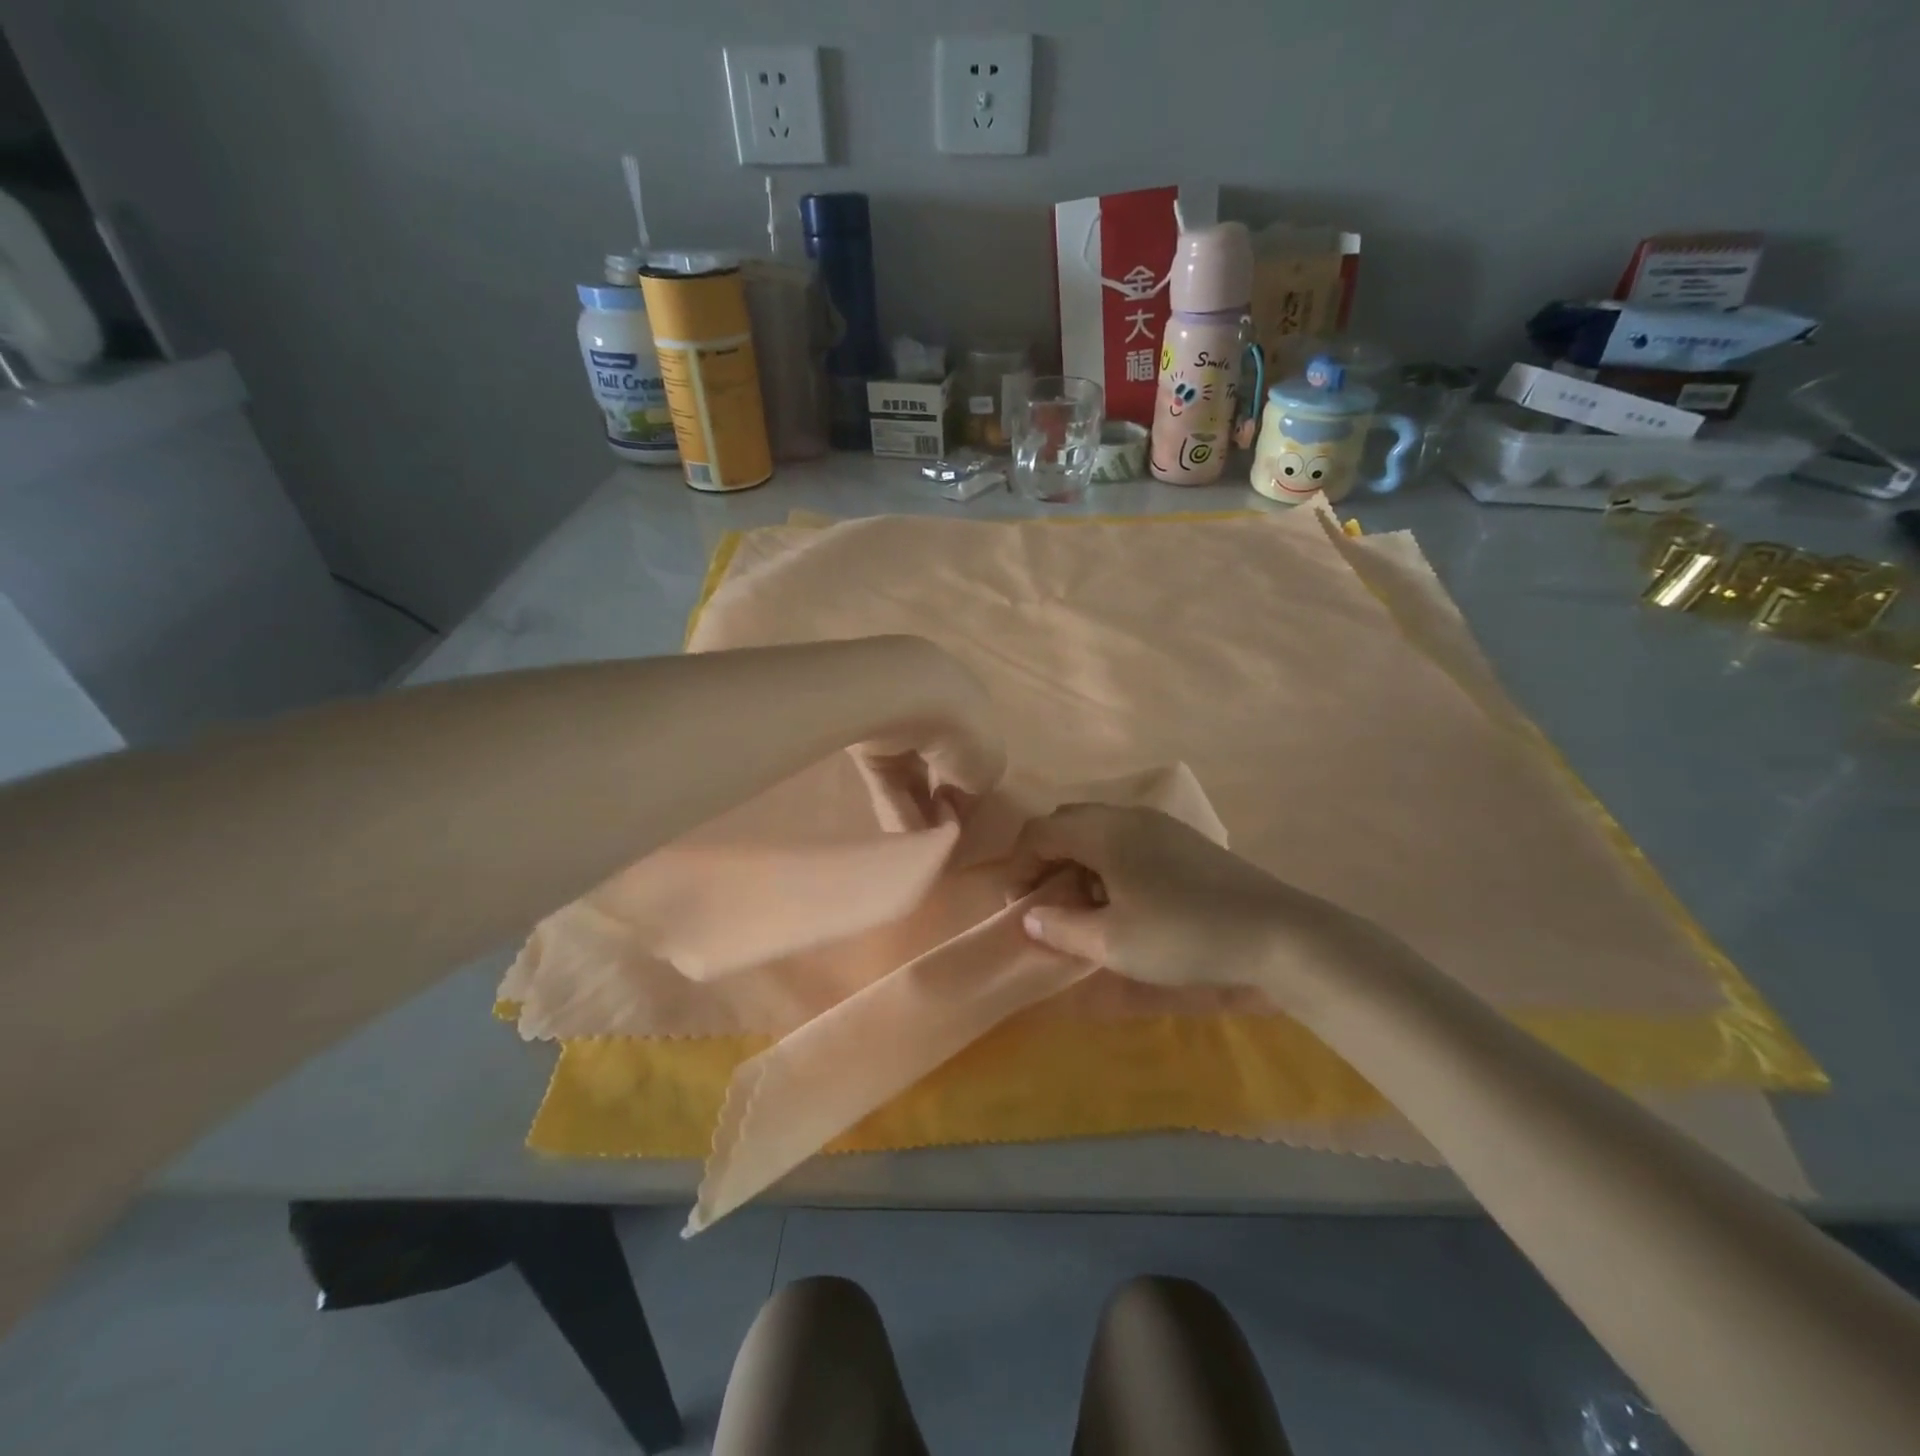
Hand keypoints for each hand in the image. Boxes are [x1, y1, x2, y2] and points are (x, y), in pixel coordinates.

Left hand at [848, 637, 1005, 830]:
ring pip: (911, 779)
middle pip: (939, 767)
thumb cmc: (963, 733)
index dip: (970, 789)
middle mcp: (936, 713)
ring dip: (917, 814)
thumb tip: (957, 800)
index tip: (965, 819)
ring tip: (920, 847)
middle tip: (940, 839)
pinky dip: (894, 808)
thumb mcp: (989, 769)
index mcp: (973, 711)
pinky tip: (901, 838)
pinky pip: (886, 782)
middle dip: (940, 804)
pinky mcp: (867, 743)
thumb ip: (977, 787)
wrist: (906, 702)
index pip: (971, 754)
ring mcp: (899, 727)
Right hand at [1005, 804, 1376, 1004]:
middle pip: (1068, 823)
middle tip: (1045, 901)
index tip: (1017, 905)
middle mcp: (1130, 817)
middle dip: (1046, 859)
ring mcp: (1161, 826)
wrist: (1277, 934)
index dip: (1018, 865)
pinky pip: (1128, 840)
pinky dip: (1108, 864)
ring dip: (1078, 862)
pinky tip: (1124, 901)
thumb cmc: (1184, 936)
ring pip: (1100, 831)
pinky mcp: (1185, 843)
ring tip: (1083, 906)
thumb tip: (1030, 917)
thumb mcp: (1113, 942)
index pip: (1041, 831)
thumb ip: (1061, 928)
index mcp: (1106, 831)